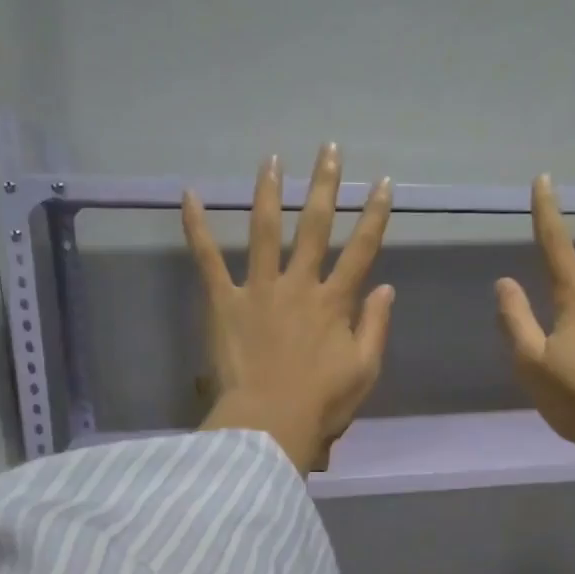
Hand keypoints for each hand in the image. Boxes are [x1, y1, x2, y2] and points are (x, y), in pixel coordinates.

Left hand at [186, 144, 394, 473]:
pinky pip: (208, 259)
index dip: (373, 215)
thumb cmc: (322, 404)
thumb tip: (385, 288)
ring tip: (271, 159)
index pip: (361, 249)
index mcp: (335, 303)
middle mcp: (299, 285)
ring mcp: (259, 290)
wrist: (270, 424)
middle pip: (314, 226)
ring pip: (265, 231)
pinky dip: (197, 227)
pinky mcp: (224, 302)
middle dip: (324, 185)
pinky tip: (188, 195)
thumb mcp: (364, 370)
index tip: (381, 182)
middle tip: (328, 149)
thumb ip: (375, 326)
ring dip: (269, 192)